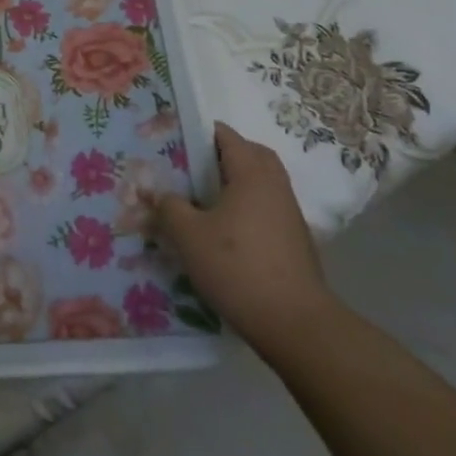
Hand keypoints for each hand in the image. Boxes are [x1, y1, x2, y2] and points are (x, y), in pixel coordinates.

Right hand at [156, 121, 335, 359]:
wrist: (293, 322)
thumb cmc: (236, 266)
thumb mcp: (188, 235)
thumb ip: (169, 207)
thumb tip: (160, 194)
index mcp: (251, 174)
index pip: (227, 136)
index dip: (201, 133)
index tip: (175, 140)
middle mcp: (275, 186)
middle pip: (252, 155)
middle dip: (224, 154)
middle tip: (193, 166)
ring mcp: (290, 214)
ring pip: (262, 183)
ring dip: (237, 182)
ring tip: (204, 199)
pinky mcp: (295, 240)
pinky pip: (267, 207)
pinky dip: (248, 207)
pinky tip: (225, 230)